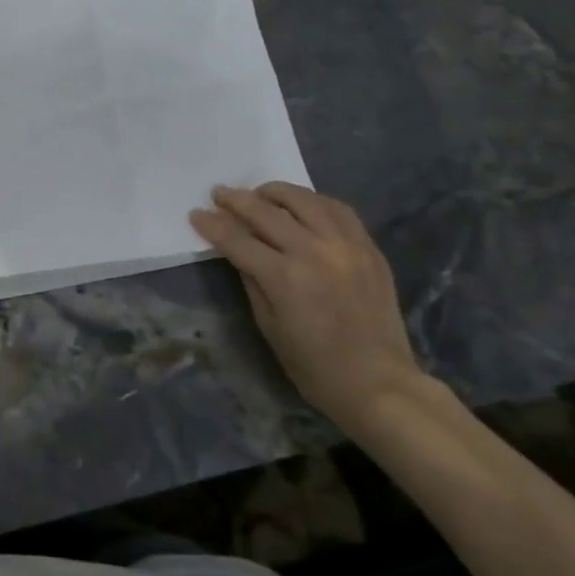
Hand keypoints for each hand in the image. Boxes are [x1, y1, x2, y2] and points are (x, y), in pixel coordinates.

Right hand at [190, 184, 422, 430]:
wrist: (378, 383)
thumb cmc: (314, 366)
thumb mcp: (269, 326)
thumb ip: (252, 281)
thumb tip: (238, 250)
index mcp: (284, 277)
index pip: (238, 240)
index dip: (213, 225)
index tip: (196, 214)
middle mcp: (314, 251)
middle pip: (267, 212)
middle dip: (237, 200)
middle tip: (219, 193)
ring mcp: (346, 246)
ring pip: (305, 201)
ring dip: (276, 192)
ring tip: (260, 193)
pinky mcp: (368, 248)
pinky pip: (339, 210)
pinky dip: (314, 201)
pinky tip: (302, 205)